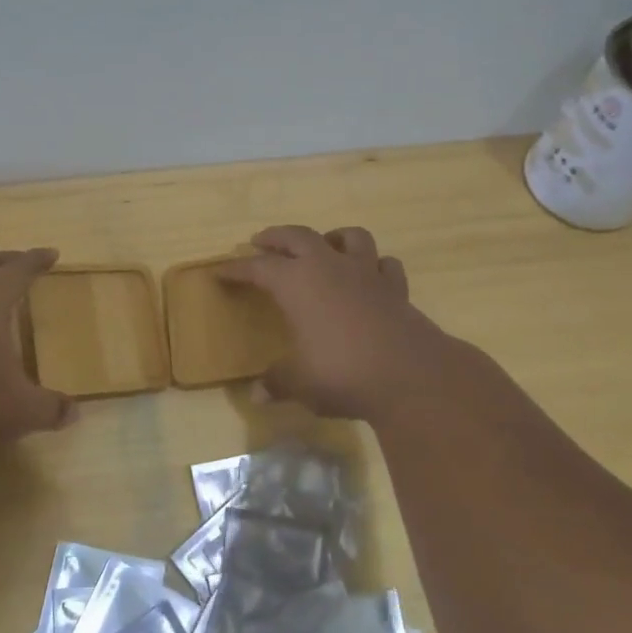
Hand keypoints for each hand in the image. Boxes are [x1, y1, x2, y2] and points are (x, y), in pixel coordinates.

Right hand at [218, 225, 459, 420]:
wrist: (411, 376)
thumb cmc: (342, 374)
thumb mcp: (300, 383)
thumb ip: (277, 383)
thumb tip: (256, 395)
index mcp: (296, 283)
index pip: (258, 268)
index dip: (237, 269)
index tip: (220, 272)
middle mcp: (328, 267)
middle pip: (297, 237)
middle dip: (276, 237)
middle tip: (260, 240)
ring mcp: (366, 273)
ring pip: (348, 237)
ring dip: (332, 237)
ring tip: (323, 246)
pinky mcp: (396, 288)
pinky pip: (384, 264)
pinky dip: (374, 265)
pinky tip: (369, 275)